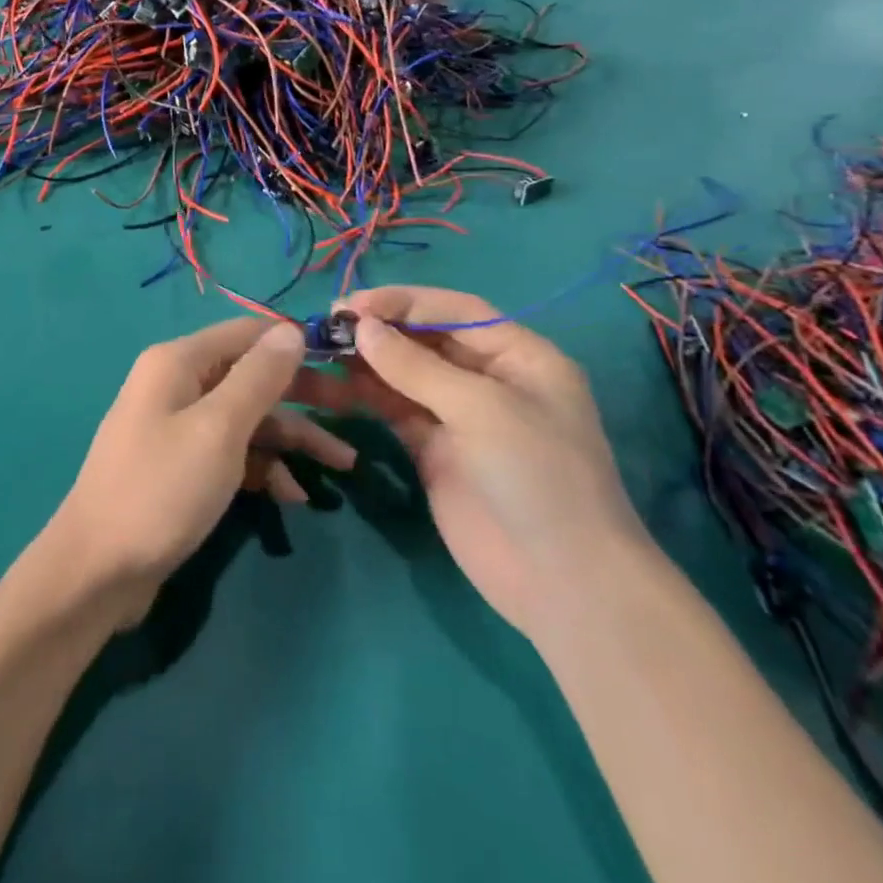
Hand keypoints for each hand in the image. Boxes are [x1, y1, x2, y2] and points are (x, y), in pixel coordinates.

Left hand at [48, 318, 357, 616]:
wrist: (96, 572)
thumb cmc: (161, 490)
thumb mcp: (219, 429)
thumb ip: (259, 377)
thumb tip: (292, 330)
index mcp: (178, 362)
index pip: (248, 334)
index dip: (295, 344)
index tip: (344, 363)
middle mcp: (176, 385)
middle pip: (251, 377)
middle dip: (302, 397)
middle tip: (353, 415)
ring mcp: (177, 427)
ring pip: (247, 419)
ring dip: (291, 441)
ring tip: (340, 467)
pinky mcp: (181, 467)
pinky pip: (231, 453)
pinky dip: (262, 468)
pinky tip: (291, 496)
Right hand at [304, 287, 645, 633]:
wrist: (560, 581)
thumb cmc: (536, 475)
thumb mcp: (482, 408)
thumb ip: (417, 366)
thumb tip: (361, 326)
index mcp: (519, 356)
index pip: (456, 311)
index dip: (404, 302)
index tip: (353, 304)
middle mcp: (489, 379)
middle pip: (428, 340)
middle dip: (381, 330)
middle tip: (328, 324)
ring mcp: (461, 417)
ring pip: (406, 376)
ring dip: (367, 362)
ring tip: (322, 351)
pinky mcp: (436, 451)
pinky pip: (397, 411)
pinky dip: (367, 396)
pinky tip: (334, 385)